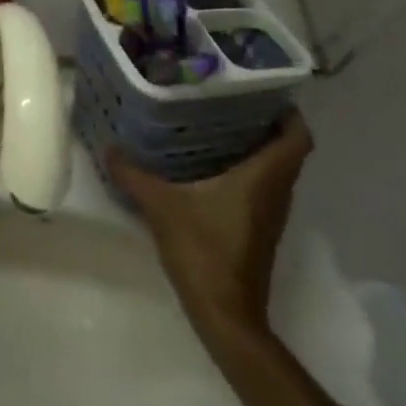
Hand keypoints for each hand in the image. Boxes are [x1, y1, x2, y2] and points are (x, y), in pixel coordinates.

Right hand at [109, 110, 313, 346]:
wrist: (225, 313)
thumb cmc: (203, 250)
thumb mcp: (161, 206)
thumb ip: (134, 174)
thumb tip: (109, 146)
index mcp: (264, 178)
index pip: (297, 137)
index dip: (288, 112)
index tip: (262, 91)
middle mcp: (276, 192)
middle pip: (286, 150)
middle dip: (263, 123)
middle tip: (226, 100)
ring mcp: (270, 214)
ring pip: (274, 170)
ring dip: (253, 148)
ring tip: (213, 125)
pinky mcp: (258, 230)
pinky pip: (260, 188)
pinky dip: (243, 171)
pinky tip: (207, 166)